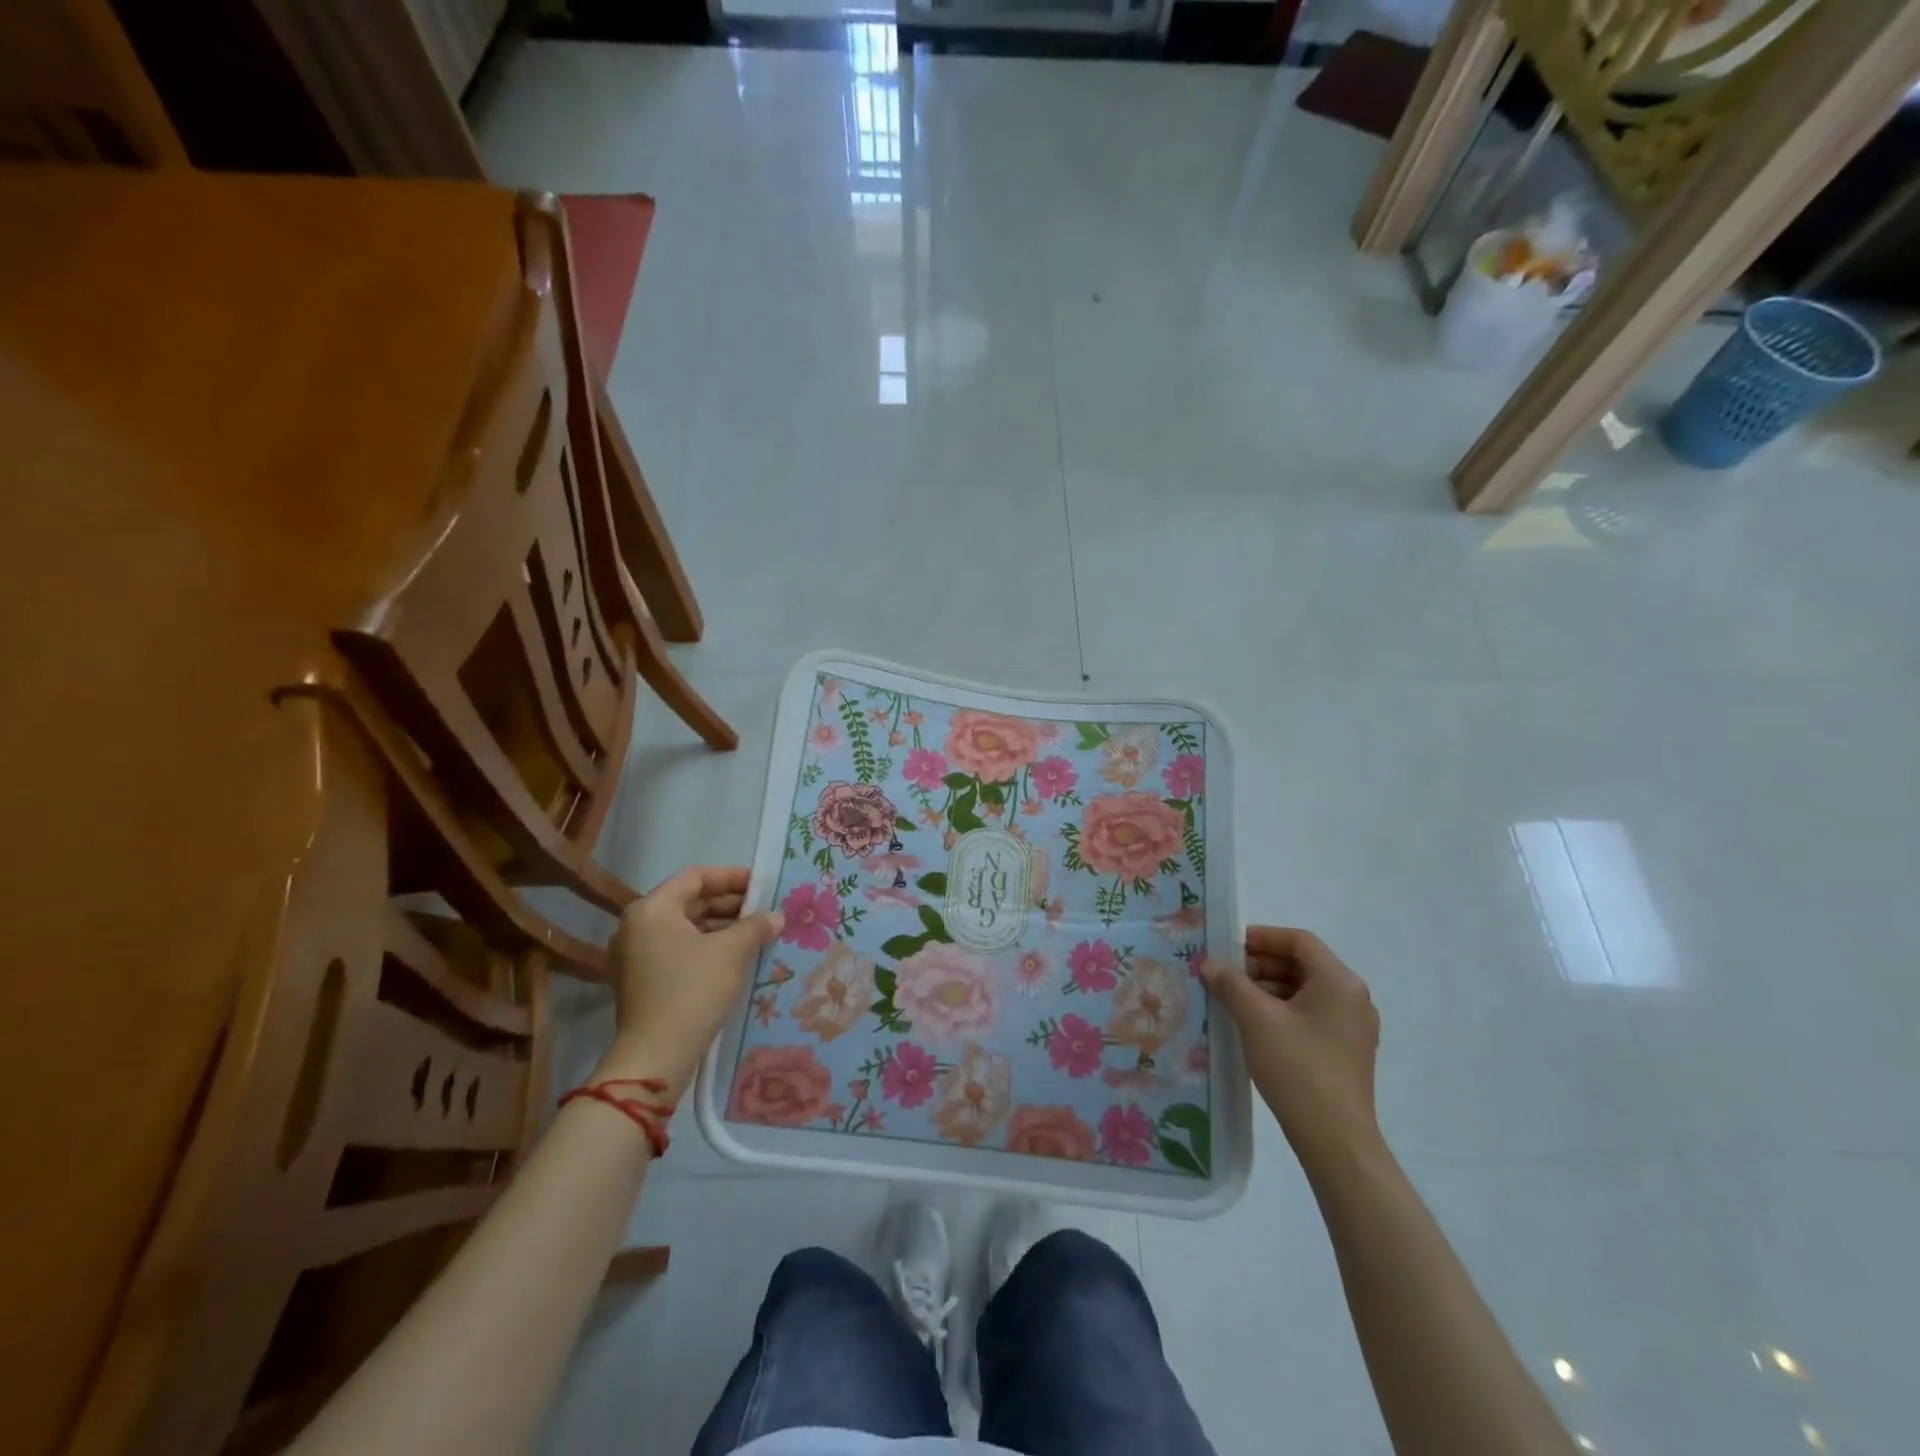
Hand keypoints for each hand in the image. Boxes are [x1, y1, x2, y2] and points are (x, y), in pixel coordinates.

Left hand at [598, 866, 782, 1099]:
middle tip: (763, 909)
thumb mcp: (731, 952)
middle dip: (728, 903)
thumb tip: (776, 916)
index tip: (762, 884)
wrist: (656, 1057)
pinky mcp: (639, 979)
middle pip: (688, 901)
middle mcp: (636, 925)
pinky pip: (676, 949)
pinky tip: (734, 956)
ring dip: (719, 926)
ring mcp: (633, 954)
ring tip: (755, 932)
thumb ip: (755, 926)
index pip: (695, 877)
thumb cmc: (693, 991)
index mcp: (652, 909)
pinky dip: (704, 946)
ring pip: (683, 927)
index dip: (731, 877)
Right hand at [1200, 927, 1381, 1173]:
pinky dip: (1280, 1011)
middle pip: (1302, 964)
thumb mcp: (1256, 1019)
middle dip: (1260, 965)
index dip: (1261, 937)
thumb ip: (1231, 983)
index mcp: (1339, 982)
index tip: (1228, 946)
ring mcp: (1352, 1027)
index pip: (1299, 941)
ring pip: (1304, 991)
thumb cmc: (1298, 1068)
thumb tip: (1210, 964)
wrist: (1335, 1140)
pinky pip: (1309, 1016)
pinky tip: (1251, 1025)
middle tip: (1223, 974)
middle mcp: (1352, 998)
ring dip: (1266, 989)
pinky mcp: (1345, 1052)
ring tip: (1231, 1000)